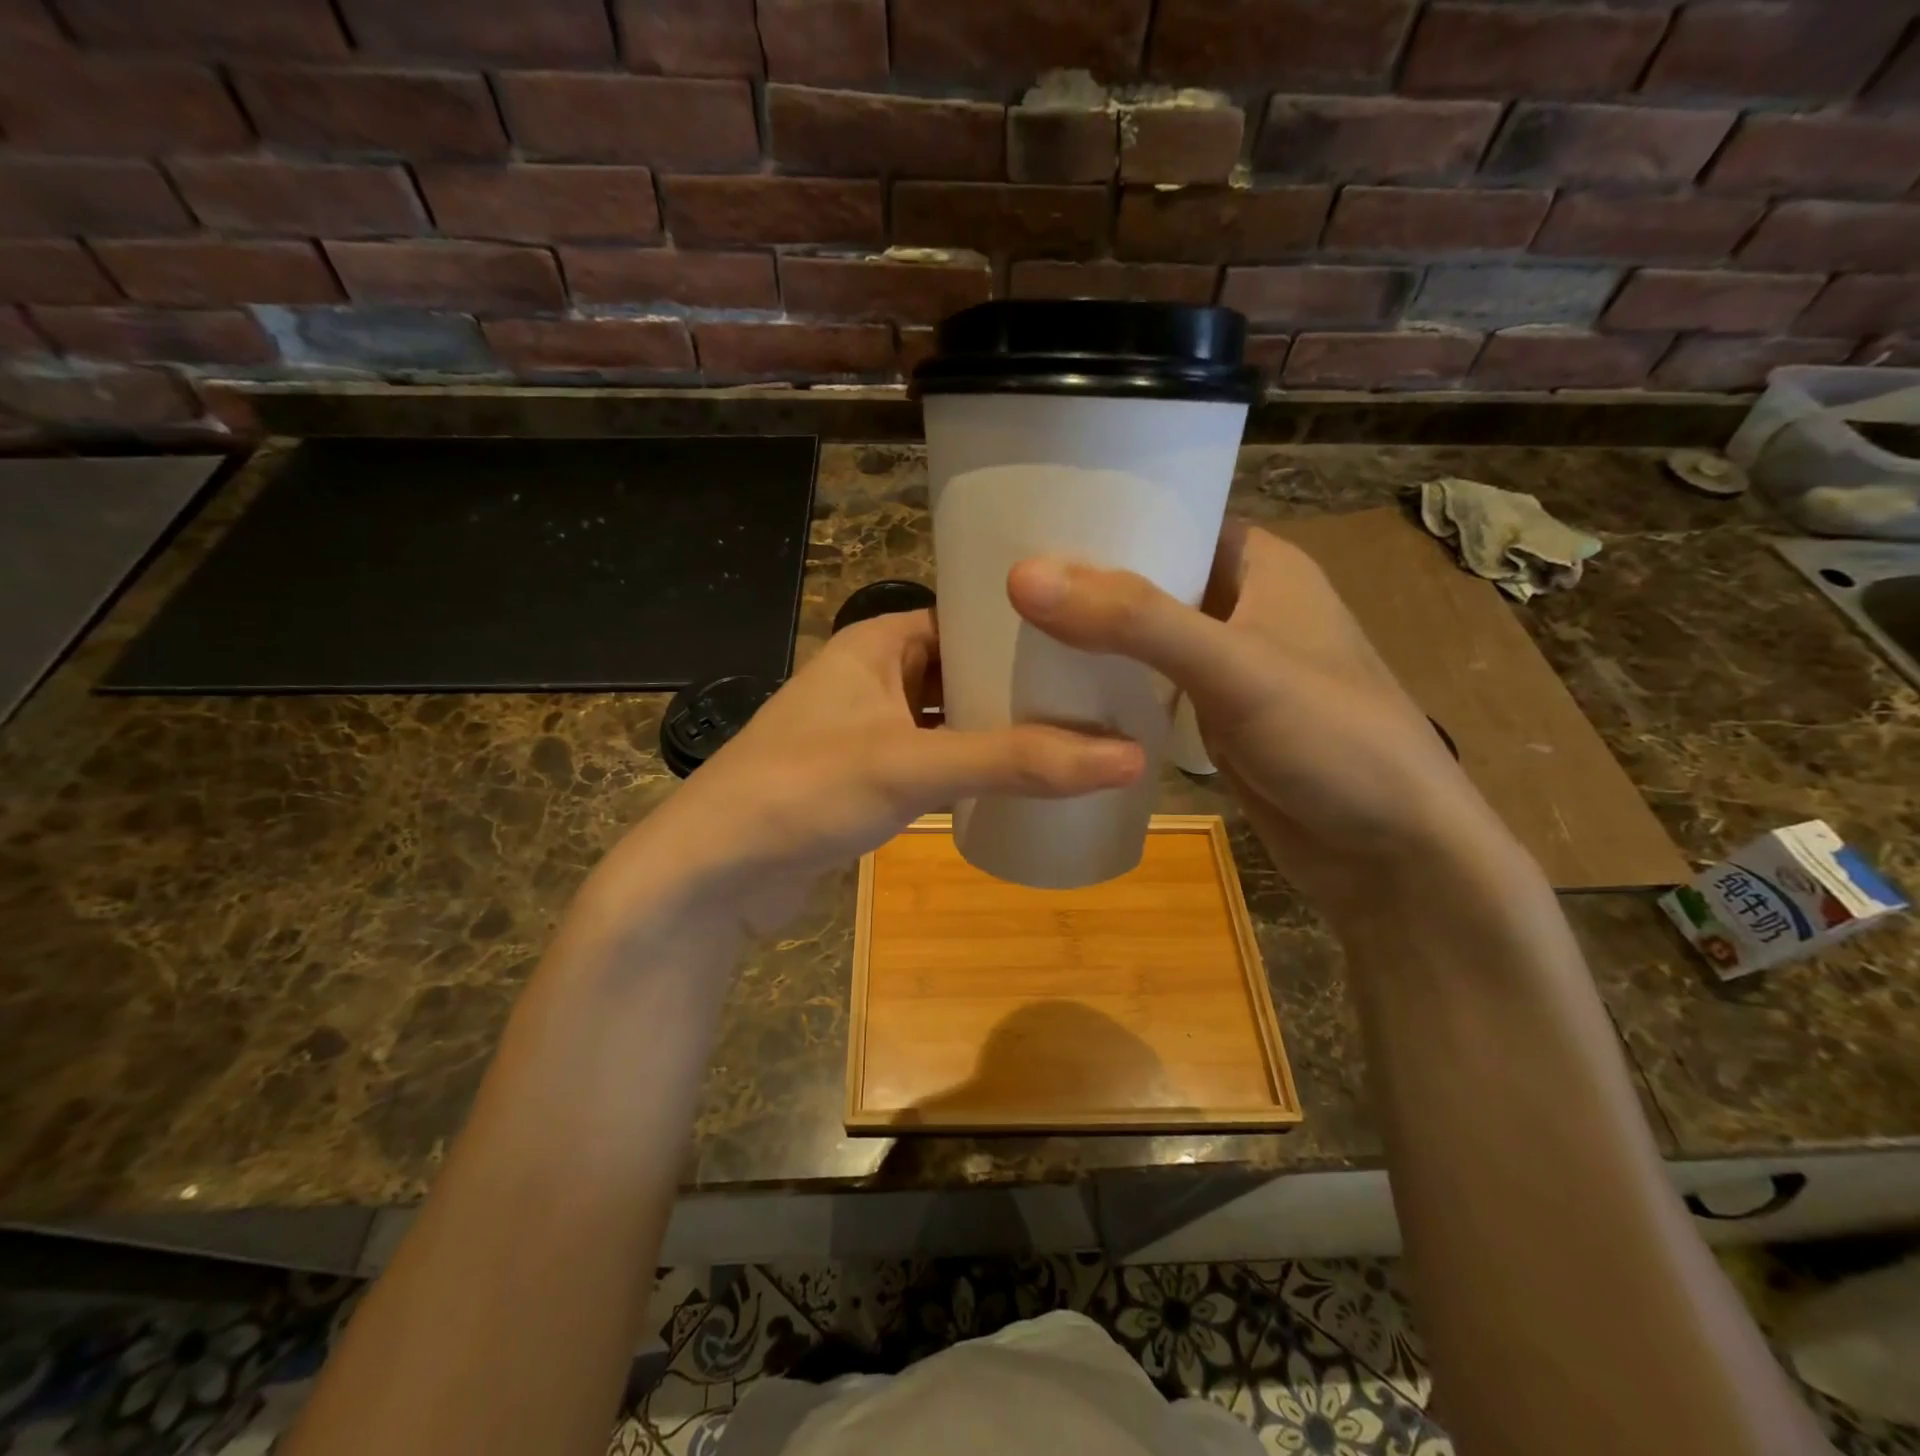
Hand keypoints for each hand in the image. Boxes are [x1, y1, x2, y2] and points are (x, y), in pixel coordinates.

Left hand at [589, 609, 1144, 936]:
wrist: (714, 874)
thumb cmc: (804, 791)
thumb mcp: (912, 766)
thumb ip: (1016, 761)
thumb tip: (1128, 757)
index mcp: (877, 642)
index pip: (966, 613)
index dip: (1026, 625)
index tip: (1094, 637)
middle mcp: (873, 676)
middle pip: (964, 668)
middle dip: (1022, 682)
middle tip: (1103, 692)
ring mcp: (869, 731)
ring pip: (952, 718)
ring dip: (1001, 728)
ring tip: (1081, 732)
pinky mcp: (868, 781)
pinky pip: (936, 760)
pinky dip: (973, 766)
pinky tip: (1023, 781)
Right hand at [1007, 523, 1517, 919]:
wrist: (1390, 854)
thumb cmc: (1331, 739)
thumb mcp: (1234, 667)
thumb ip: (1133, 621)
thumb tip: (1024, 576)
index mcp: (1261, 564)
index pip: (1171, 517)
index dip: (1104, 519)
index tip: (1026, 526)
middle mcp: (1243, 604)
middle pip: (1149, 579)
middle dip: (1086, 584)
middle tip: (1003, 586)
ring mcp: (1227, 666)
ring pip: (1144, 636)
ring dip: (1092, 638)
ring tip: (1010, 631)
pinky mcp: (1213, 717)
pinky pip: (1148, 685)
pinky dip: (1110, 685)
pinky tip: (1055, 691)